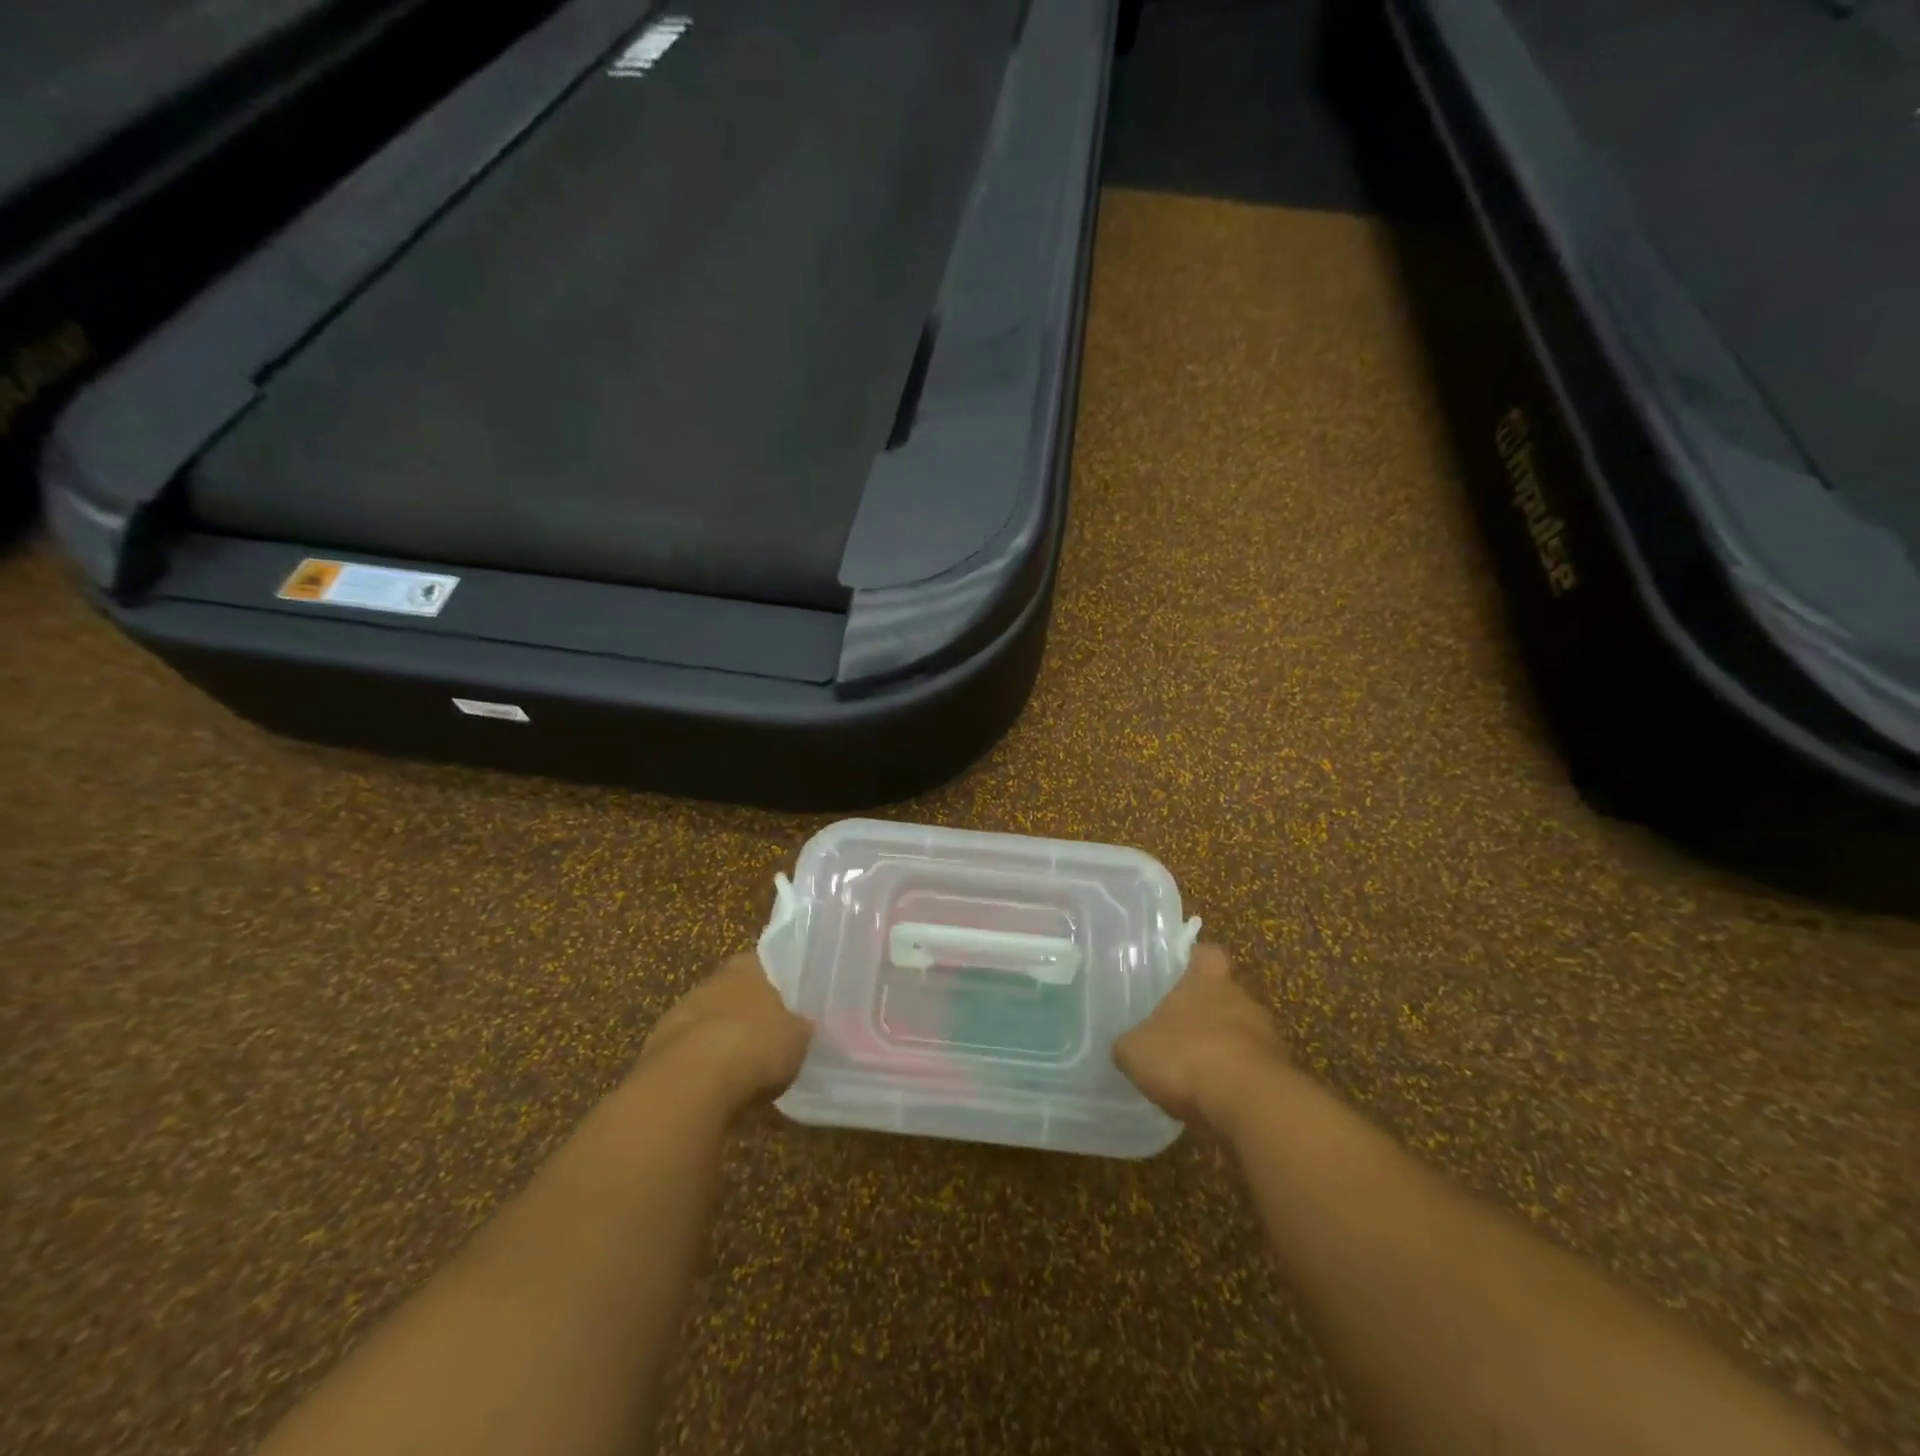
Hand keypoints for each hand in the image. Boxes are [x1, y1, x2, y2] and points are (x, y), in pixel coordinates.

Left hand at [635, 953, 812, 1113]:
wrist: (691, 1082)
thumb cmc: (755, 1044)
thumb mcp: (797, 1036)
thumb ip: (799, 1027)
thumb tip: (802, 1026)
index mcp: (746, 967)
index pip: (761, 963)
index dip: (773, 981)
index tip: (785, 1001)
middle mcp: (710, 982)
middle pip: (731, 993)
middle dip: (744, 1012)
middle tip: (765, 1036)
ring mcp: (679, 1014)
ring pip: (707, 1022)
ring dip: (719, 1040)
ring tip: (740, 1068)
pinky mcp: (655, 1050)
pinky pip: (687, 1054)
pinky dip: (699, 1067)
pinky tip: (715, 1089)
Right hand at [1114, 944, 1295, 1136]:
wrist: (1249, 1103)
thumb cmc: (1186, 1056)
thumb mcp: (1136, 1050)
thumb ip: (1132, 1044)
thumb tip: (1129, 1047)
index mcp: (1207, 981)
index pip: (1207, 955)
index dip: (1196, 961)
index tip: (1184, 973)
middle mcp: (1241, 999)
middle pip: (1226, 996)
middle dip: (1208, 1013)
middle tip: (1181, 1034)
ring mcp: (1267, 1037)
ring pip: (1243, 1034)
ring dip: (1224, 1049)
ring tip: (1197, 1075)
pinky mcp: (1282, 1075)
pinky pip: (1254, 1071)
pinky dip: (1238, 1082)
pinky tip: (1217, 1102)